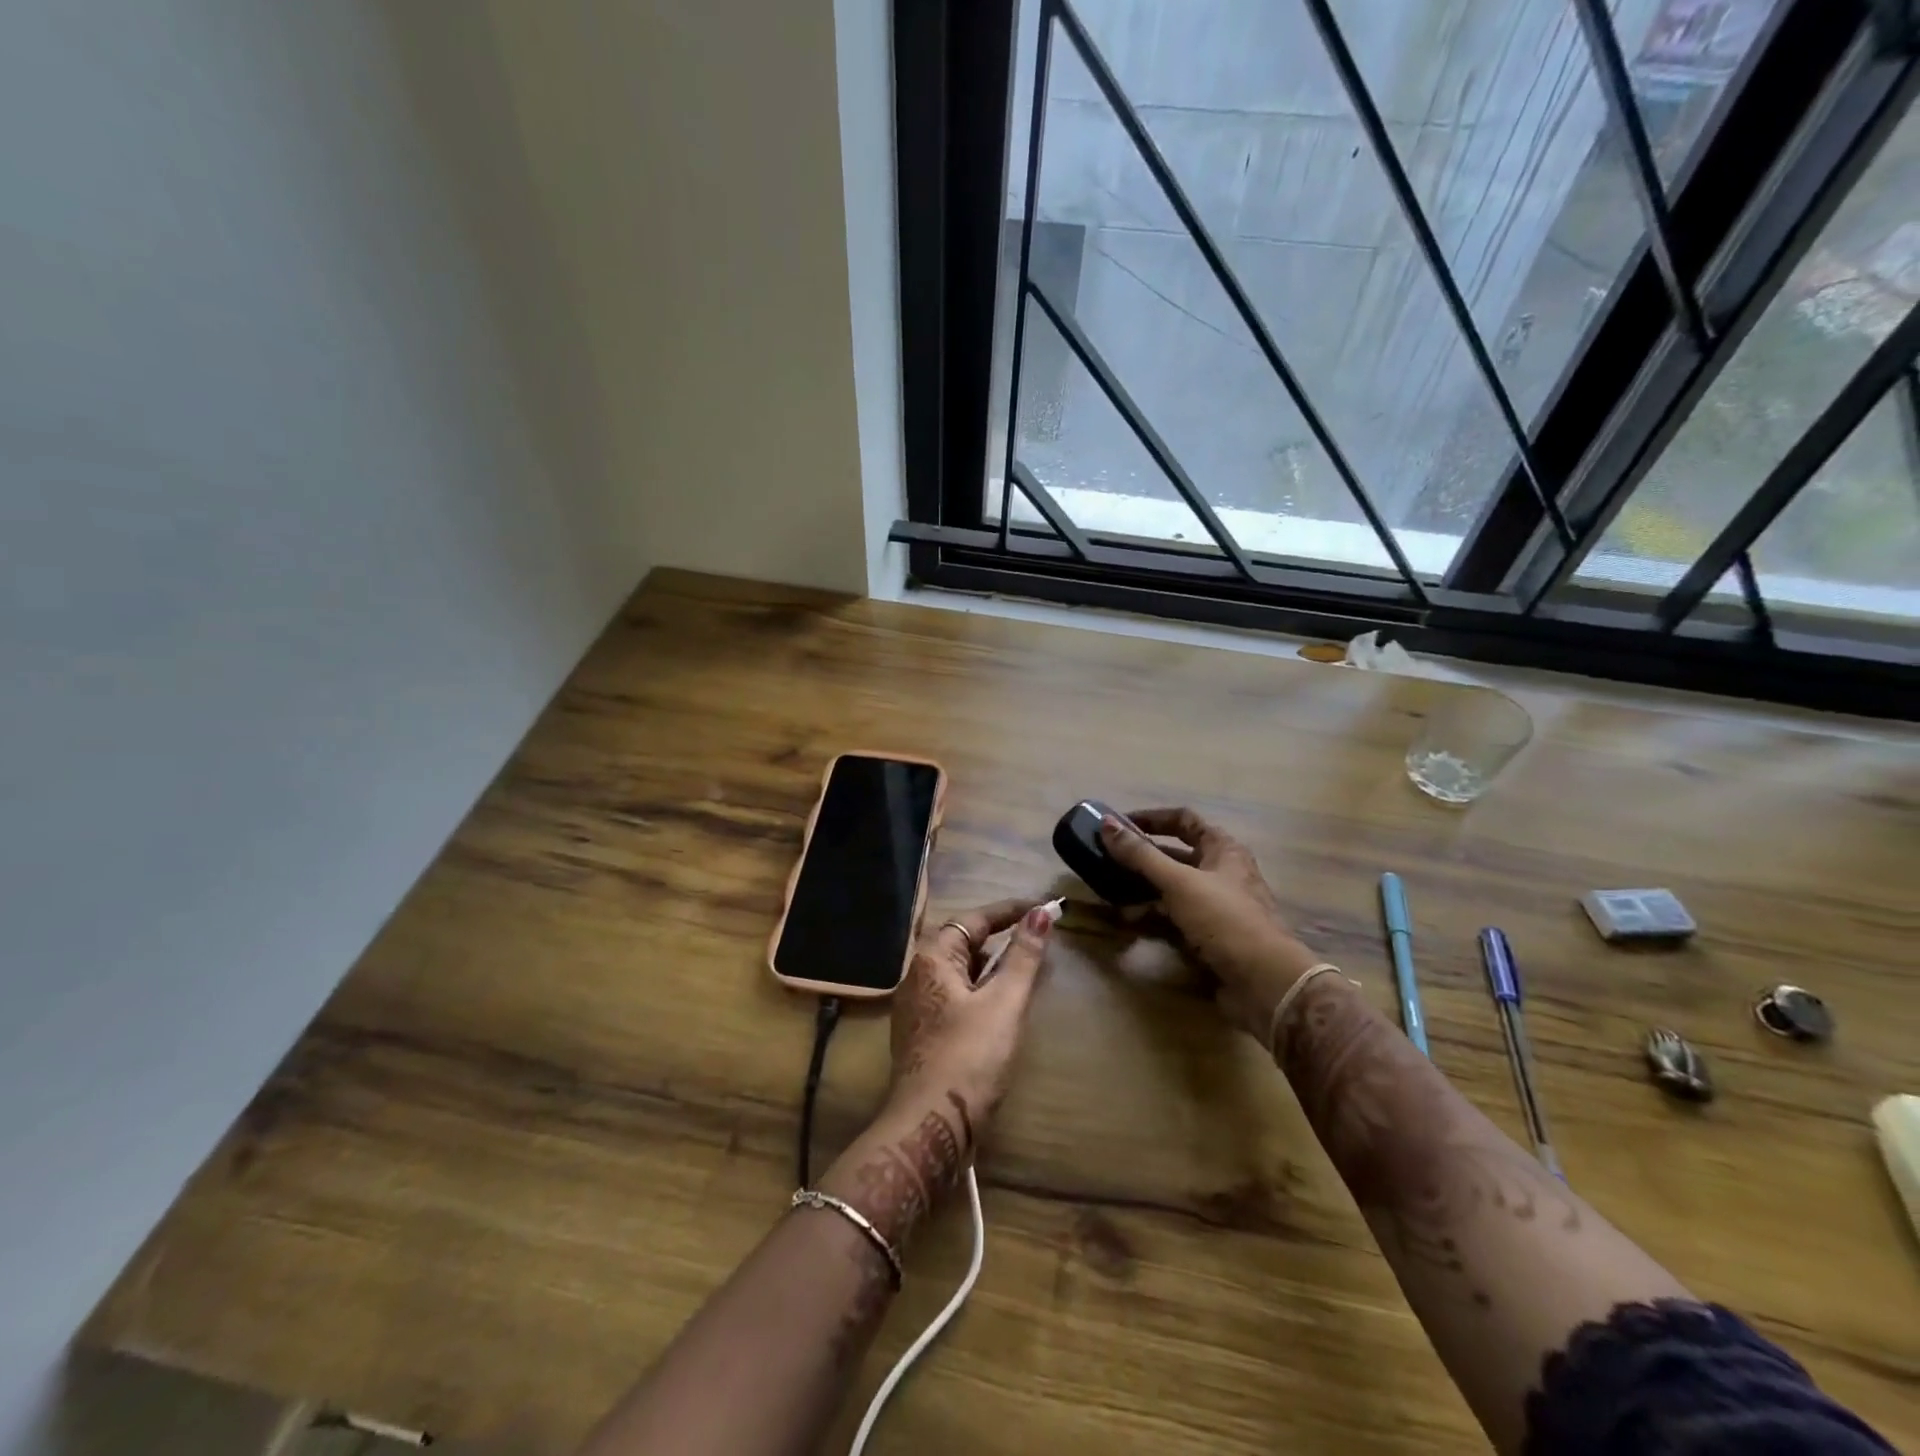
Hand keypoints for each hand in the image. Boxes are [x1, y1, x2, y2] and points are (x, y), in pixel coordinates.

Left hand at [886, 898, 1052, 1136]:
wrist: (930, 1127)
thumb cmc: (970, 1057)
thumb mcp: (1004, 1003)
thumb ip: (1023, 957)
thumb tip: (1041, 913)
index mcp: (932, 958)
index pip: (974, 919)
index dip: (1009, 911)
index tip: (1042, 907)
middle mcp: (917, 975)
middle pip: (963, 943)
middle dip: (1000, 937)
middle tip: (1037, 937)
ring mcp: (917, 1007)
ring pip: (960, 972)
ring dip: (992, 966)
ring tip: (1026, 968)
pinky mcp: (923, 1034)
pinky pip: (956, 997)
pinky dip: (982, 991)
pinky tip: (1002, 1006)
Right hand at [1100, 808, 1320, 1039]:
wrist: (1264, 982)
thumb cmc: (1224, 920)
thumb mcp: (1179, 882)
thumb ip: (1141, 854)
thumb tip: (1106, 823)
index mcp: (1223, 850)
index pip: (1184, 820)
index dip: (1152, 818)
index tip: (1118, 824)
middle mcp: (1222, 873)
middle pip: (1176, 856)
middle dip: (1142, 857)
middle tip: (1107, 859)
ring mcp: (1217, 907)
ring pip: (1173, 889)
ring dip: (1143, 889)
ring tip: (1110, 892)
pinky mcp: (1211, 936)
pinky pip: (1175, 918)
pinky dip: (1153, 917)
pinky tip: (1129, 922)